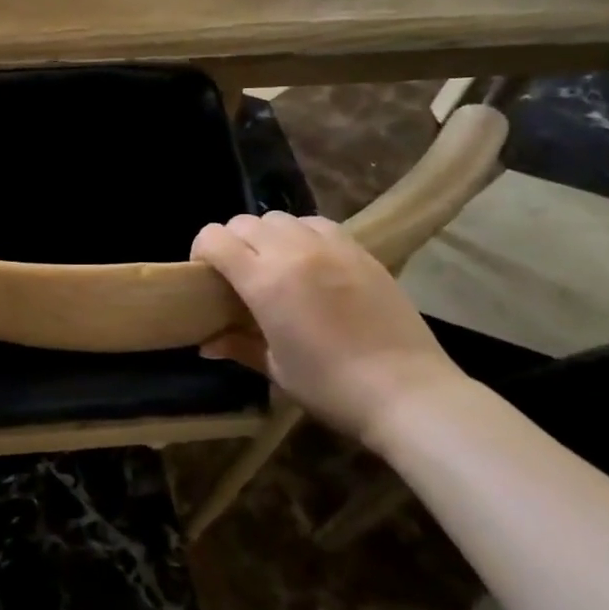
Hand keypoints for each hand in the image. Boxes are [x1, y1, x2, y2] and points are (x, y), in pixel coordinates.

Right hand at [191, 211, 466, 443]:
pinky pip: (317, 224)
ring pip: (280, 217)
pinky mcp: (360, 250)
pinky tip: (311, 261)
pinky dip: (302, 234)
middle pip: (244, 222)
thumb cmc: (331, 387)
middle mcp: (293, 252)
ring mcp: (330, 246)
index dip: (201, 250)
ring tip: (276, 264)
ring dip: (267, 235)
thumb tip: (206, 345)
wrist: (407, 392)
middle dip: (231, 242)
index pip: (215, 238)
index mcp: (264, 281)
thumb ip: (238, 346)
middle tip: (238, 274)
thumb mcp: (276, 369)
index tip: (205, 275)